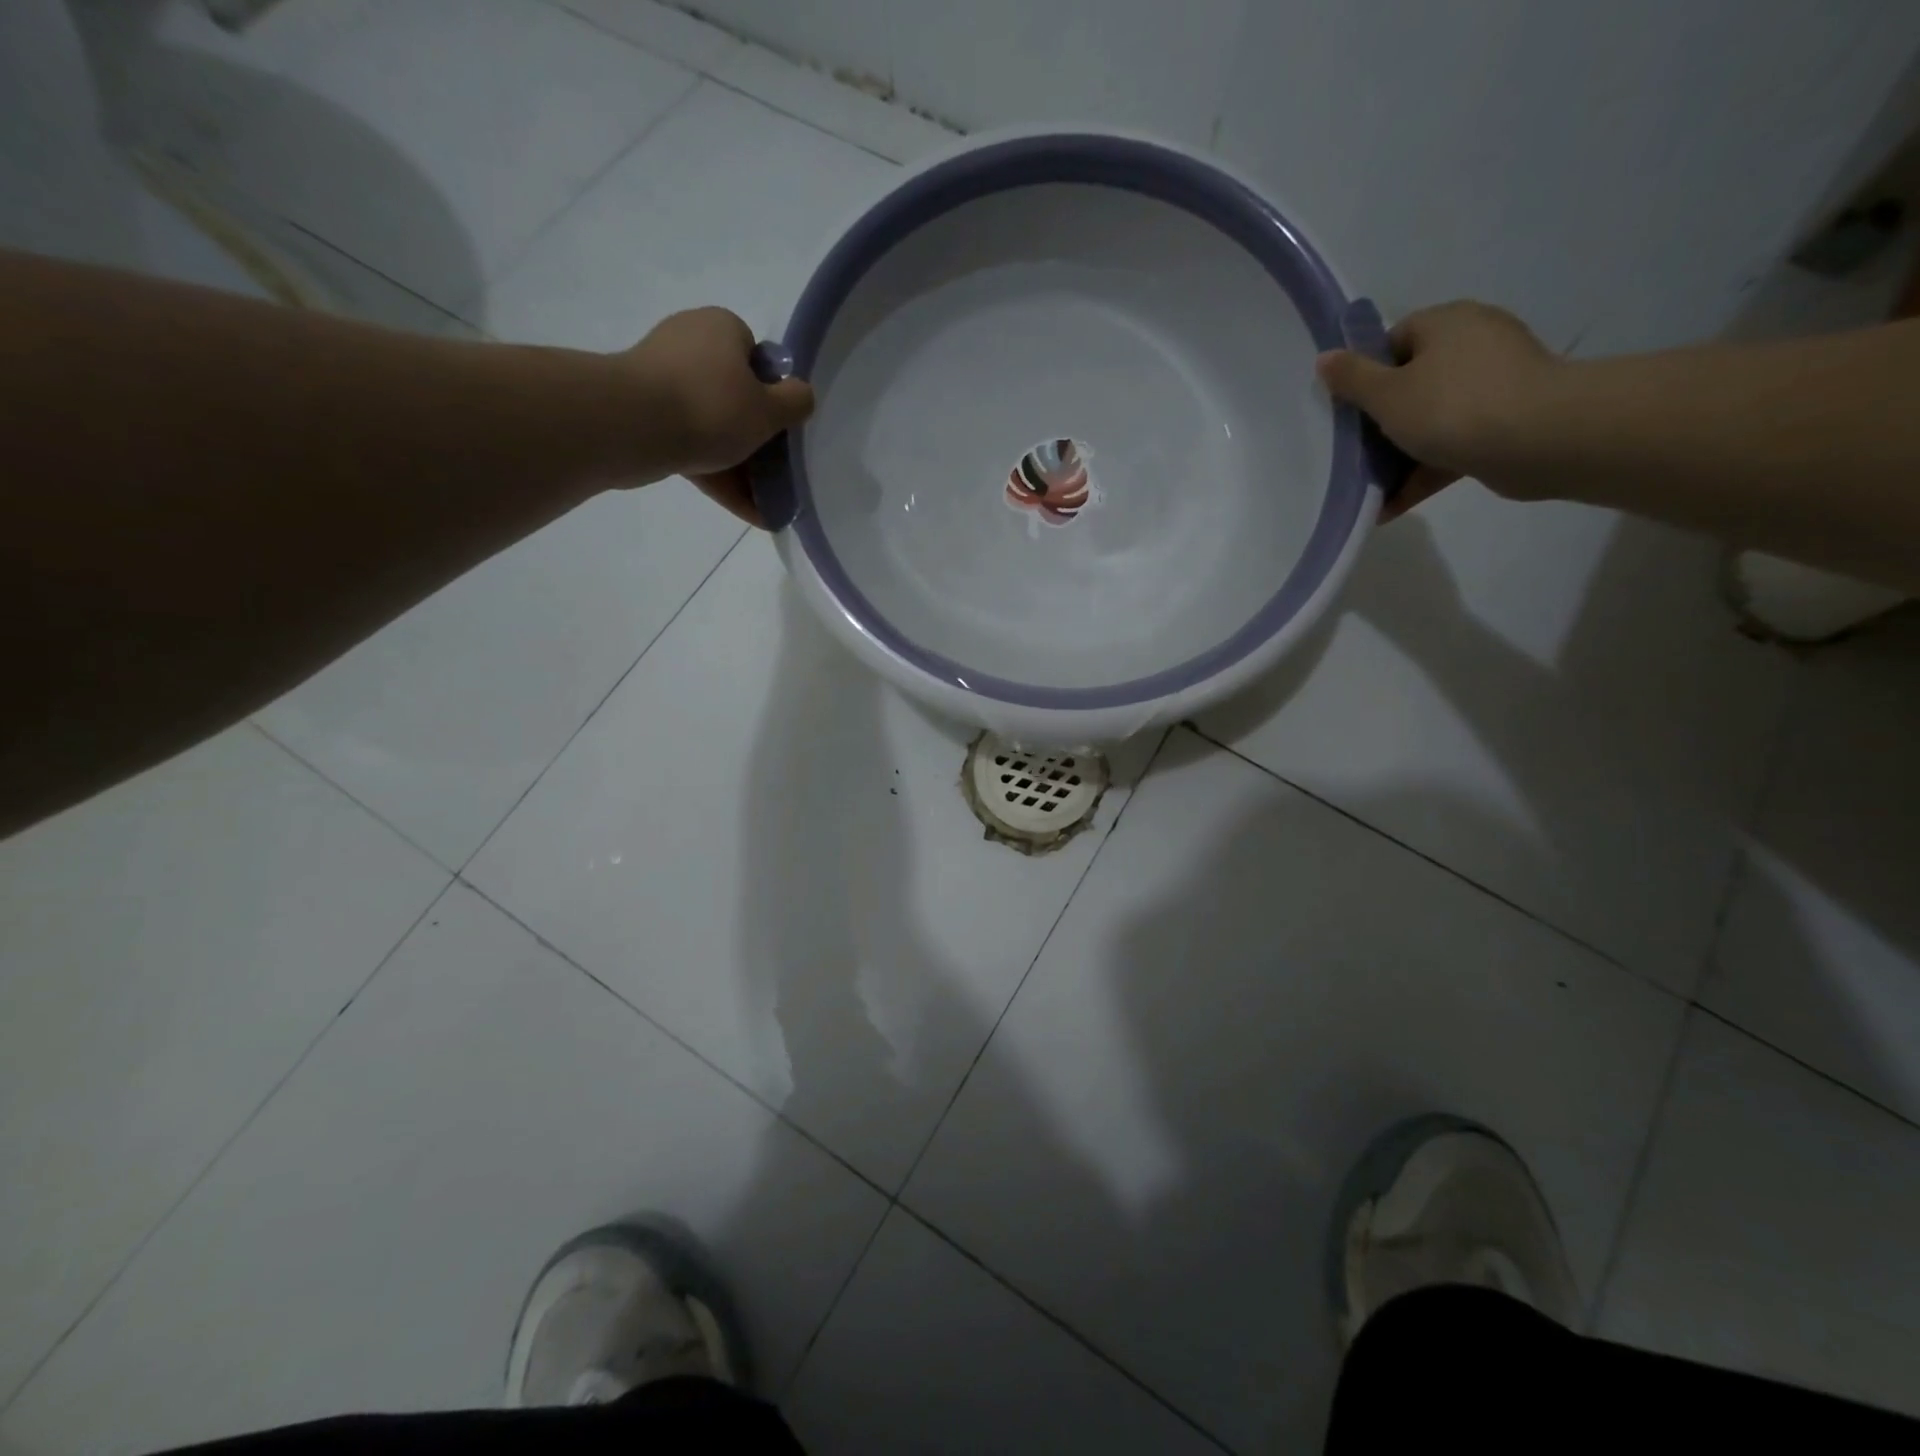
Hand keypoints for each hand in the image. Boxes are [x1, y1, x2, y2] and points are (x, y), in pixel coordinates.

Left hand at [623, 307, 814, 525]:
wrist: (632, 426)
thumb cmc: (711, 407)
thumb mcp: (769, 409)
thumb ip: (795, 402)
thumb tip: (800, 395)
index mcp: (721, 328)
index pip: (755, 355)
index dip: (771, 392)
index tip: (778, 424)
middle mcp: (690, 343)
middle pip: (735, 395)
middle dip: (756, 437)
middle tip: (777, 470)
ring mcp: (662, 381)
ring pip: (713, 426)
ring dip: (741, 466)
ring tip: (767, 505)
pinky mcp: (645, 416)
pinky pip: (692, 446)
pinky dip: (718, 476)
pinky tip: (747, 512)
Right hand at [1316, 301, 1560, 519]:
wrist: (1539, 439)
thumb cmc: (1452, 407)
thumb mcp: (1387, 394)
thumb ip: (1352, 379)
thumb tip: (1324, 358)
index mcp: (1446, 323)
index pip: (1395, 339)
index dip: (1368, 374)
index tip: (1351, 410)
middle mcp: (1473, 344)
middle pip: (1412, 382)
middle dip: (1382, 422)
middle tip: (1354, 452)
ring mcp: (1494, 384)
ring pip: (1432, 418)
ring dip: (1400, 455)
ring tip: (1369, 489)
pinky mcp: (1506, 422)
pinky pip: (1453, 445)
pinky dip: (1424, 472)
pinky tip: (1391, 506)